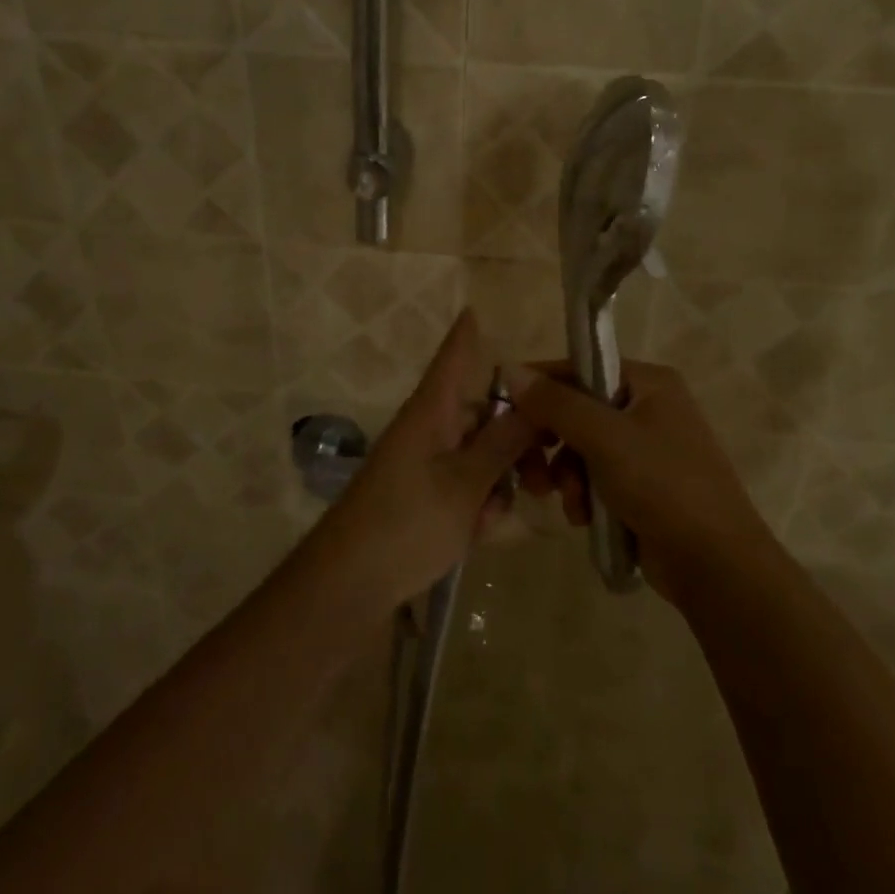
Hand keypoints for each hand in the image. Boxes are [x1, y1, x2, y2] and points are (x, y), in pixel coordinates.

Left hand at [318, 310, 539, 607]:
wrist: (349, 584)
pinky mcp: (422, 494)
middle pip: (482, 412)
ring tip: (500, 515)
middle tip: (546, 474)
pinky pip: (464, 482)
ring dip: (499, 477)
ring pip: (479, 452)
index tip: (478, 309)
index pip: (454, 358)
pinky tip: (483, 531)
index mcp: (433, 411)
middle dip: (516, 437)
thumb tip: (536, 398)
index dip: (468, 334)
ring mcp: (424, 462)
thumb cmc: (407, 523)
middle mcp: (429, 428)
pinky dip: (479, 501)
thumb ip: (504, 442)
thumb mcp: (466, 484)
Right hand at [506, 360, 769, 606]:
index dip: (540, 389)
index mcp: (648, 382)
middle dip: (550, 442)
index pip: (579, 368)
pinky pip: (594, 477)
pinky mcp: (641, 486)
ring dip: (565, 475)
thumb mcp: (605, 438)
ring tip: (568, 501)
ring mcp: (645, 449)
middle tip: (528, 469)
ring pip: (580, 448)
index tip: (504, 413)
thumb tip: (509, 369)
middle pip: (576, 410)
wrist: (715, 564)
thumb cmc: (662, 485)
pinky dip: (583, 495)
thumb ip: (556, 403)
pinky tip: (583, 517)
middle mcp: (647, 407)